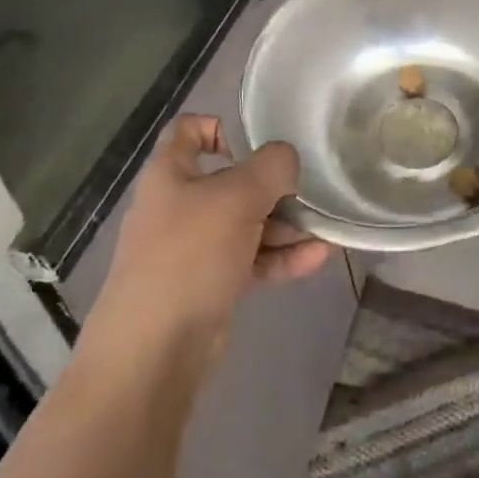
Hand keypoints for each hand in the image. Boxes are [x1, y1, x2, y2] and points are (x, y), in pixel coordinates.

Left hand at [102, 115, 333, 358]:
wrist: (153, 350)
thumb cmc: (190, 255)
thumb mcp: (237, 197)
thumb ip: (271, 168)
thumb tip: (287, 159)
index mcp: (170, 174)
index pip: (189, 131)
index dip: (221, 127)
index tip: (258, 144)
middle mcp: (179, 206)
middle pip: (230, 181)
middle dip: (272, 185)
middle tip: (307, 190)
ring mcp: (194, 248)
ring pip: (246, 223)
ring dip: (285, 224)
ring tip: (325, 227)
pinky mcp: (210, 284)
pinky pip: (251, 259)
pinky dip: (281, 256)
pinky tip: (319, 257)